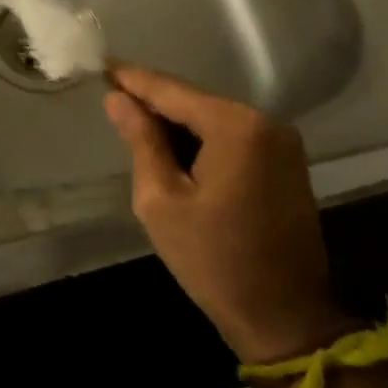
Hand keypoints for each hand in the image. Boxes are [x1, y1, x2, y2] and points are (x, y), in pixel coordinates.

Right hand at [104, 63, 351, 364]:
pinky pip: (232, 136)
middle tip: (112, 100)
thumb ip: (141, 141)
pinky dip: (201, 139)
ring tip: (134, 125)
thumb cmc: (215, 261)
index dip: (132, 79)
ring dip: (176, 123)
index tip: (100, 66)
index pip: (171, 90)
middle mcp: (264, 122)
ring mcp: (281, 142)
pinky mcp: (286, 163)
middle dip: (154, 102)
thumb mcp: (161, 201)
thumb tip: (117, 99)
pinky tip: (172, 150)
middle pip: (194, 101)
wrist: (287, 321)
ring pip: (212, 118)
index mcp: (235, 126)